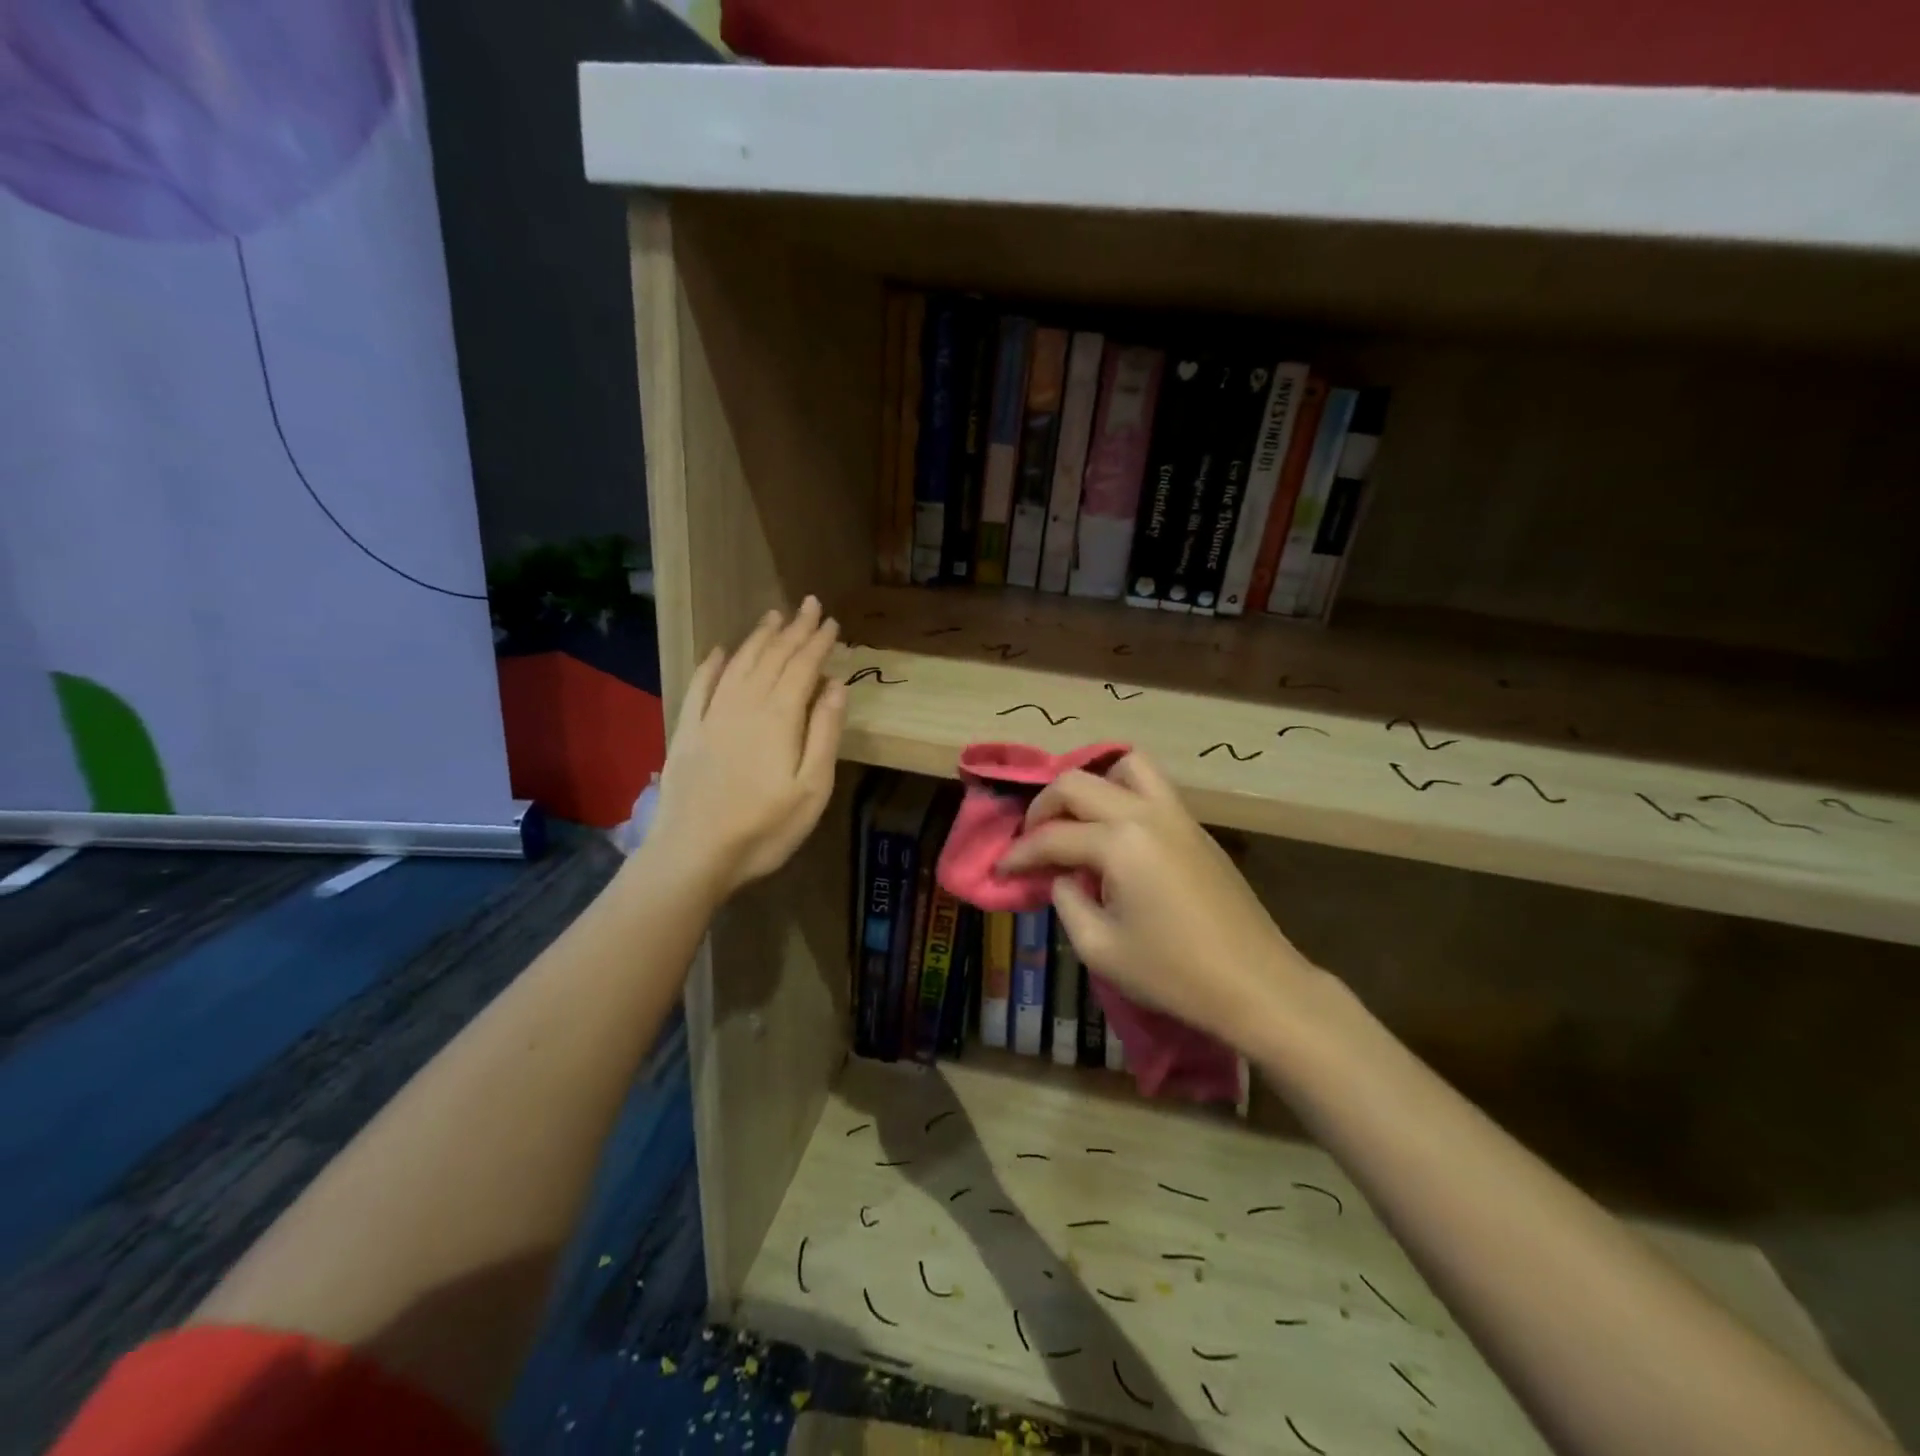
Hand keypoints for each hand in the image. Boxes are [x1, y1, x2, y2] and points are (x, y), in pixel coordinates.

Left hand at [648, 597, 846, 898]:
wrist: (694, 853)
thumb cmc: (764, 828)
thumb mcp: (812, 788)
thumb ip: (825, 733)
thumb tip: (836, 686)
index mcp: (780, 717)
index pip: (803, 667)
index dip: (818, 642)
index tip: (831, 621)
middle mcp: (745, 704)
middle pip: (773, 657)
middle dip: (793, 629)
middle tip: (809, 604)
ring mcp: (712, 715)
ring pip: (740, 664)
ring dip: (759, 638)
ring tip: (773, 616)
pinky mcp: (688, 731)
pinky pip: (701, 686)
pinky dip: (713, 665)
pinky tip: (721, 651)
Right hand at [995, 752, 1313, 1047]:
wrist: (1257, 985)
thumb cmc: (1174, 974)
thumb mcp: (1100, 948)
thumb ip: (1067, 901)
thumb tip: (1062, 876)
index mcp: (1120, 843)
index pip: (1052, 836)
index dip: (1019, 854)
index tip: (1000, 871)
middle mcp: (1146, 814)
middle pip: (1078, 783)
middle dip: (1044, 806)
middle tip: (1032, 839)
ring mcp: (1177, 816)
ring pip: (1126, 766)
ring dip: (1092, 784)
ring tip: (1076, 818)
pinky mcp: (1196, 828)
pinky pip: (1152, 788)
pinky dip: (1122, 794)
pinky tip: (1113, 834)